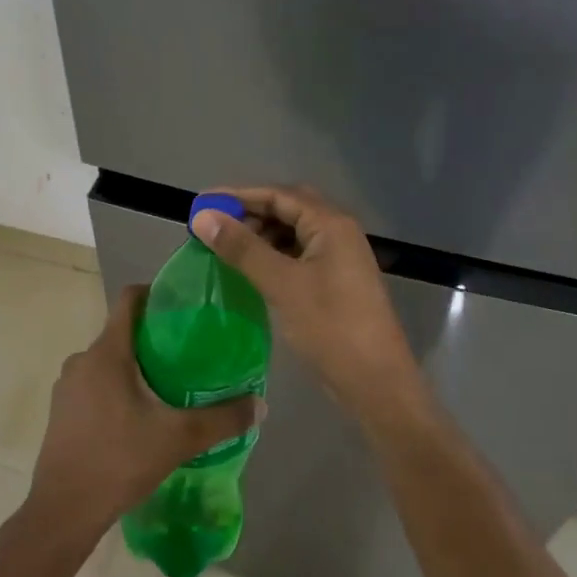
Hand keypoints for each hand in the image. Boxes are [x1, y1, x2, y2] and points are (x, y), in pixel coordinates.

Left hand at [23, 285, 259, 546]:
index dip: (157, 292)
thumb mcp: (179, 438)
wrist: (63, 511)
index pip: (129, 299)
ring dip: (136, 366)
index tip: (184, 305)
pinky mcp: (61, 410)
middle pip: (122, 332)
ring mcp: (67, 386)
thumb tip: (260, 405)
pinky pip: (95, 384)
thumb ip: (222, 419)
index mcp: (106, 352)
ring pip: (108, 361)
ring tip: (169, 385)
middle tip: (190, 353)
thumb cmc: (119, 461)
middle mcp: (81, 360)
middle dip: (154, 337)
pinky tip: (140, 415)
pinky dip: (118, 387)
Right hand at [190, 185, 421, 420]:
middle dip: (250, 213)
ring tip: (227, 248)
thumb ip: (242, 248)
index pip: (279, 194)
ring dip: (260, 234)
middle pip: (288, 208)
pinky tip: (252, 269)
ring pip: (293, 232)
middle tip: (213, 226)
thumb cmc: (330, 327)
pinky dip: (273, 254)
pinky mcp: (335, 280)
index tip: (201, 204)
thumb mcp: (282, 284)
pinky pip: (298, 254)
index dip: (238, 196)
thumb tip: (202, 216)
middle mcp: (338, 232)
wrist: (375, 381)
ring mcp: (339, 257)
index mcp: (331, 224)